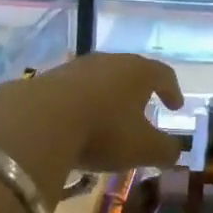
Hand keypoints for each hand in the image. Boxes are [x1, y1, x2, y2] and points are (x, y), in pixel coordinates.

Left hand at [0, 54, 184, 199]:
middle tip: (142, 110)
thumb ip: (166, 150)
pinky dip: (79, 106)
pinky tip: (74, 126)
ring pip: (99, 80)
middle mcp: (109, 61)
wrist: (36, 122)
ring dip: (106, 98)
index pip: (163, 74)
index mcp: (138, 71)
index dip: (172, 91)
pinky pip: (71, 92)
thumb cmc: (103, 131)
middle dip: (137, 92)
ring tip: (106, 121)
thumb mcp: (143, 149)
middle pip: (130, 72)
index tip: (175, 107)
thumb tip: (175, 152)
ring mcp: (75, 68)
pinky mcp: (46, 80)